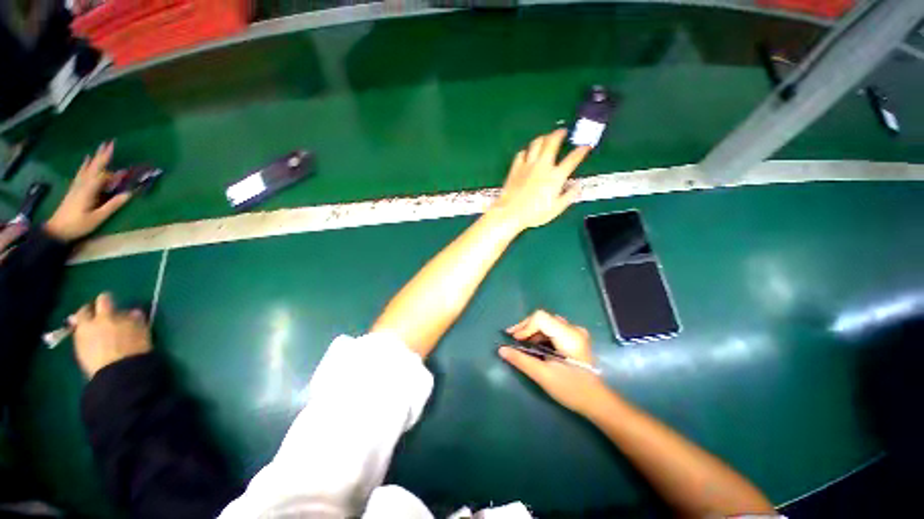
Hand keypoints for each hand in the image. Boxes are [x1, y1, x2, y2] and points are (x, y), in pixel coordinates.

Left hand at [45, 142, 131, 241]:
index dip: (108, 161)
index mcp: (89, 190)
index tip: (114, 148)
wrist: (57, 229)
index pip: (101, 173)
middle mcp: (82, 184)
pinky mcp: (74, 189)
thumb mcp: (97, 217)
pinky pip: (82, 173)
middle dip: (102, 155)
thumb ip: (112, 205)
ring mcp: (77, 186)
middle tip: (110, 143)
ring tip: (102, 148)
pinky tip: (87, 160)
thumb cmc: (78, 225)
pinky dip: (86, 164)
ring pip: (88, 169)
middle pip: (94, 167)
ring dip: (96, 158)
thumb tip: (128, 194)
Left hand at [70, 293, 151, 377]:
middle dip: (90, 310)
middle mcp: (90, 322)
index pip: (105, 299)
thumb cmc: (134, 350)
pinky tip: (92, 341)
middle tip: (97, 313)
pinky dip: (84, 336)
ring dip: (85, 324)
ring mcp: (81, 337)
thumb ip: (135, 320)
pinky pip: (79, 337)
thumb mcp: (141, 332)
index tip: (114, 302)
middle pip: (84, 310)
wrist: (118, 374)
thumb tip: (134, 312)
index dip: (108, 300)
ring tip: (94, 328)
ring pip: (79, 324)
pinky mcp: (78, 350)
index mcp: (106, 316)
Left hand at [489, 129, 589, 231]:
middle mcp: (542, 166)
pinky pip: (521, 153)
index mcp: (555, 176)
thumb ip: (569, 196)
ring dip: (543, 137)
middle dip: (559, 134)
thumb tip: (578, 187)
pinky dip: (526, 150)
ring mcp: (528, 165)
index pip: (572, 159)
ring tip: (546, 137)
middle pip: (552, 142)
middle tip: (563, 131)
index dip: (581, 151)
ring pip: (536, 143)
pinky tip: (527, 152)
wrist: (511, 213)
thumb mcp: (556, 208)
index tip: (585, 146)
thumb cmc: (534, 213)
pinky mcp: (515, 168)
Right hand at [499, 310, 606, 413]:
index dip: (525, 326)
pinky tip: (533, 344)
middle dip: (526, 327)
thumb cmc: (571, 389)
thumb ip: (521, 360)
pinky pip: (552, 328)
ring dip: (531, 331)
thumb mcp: (543, 375)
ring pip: (547, 322)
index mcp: (568, 335)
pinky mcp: (574, 337)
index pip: (541, 318)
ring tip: (520, 342)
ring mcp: (575, 332)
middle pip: (543, 318)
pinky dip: (540, 334)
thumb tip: (501, 350)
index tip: (514, 339)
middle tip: (512, 338)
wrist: (595, 401)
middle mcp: (572, 328)